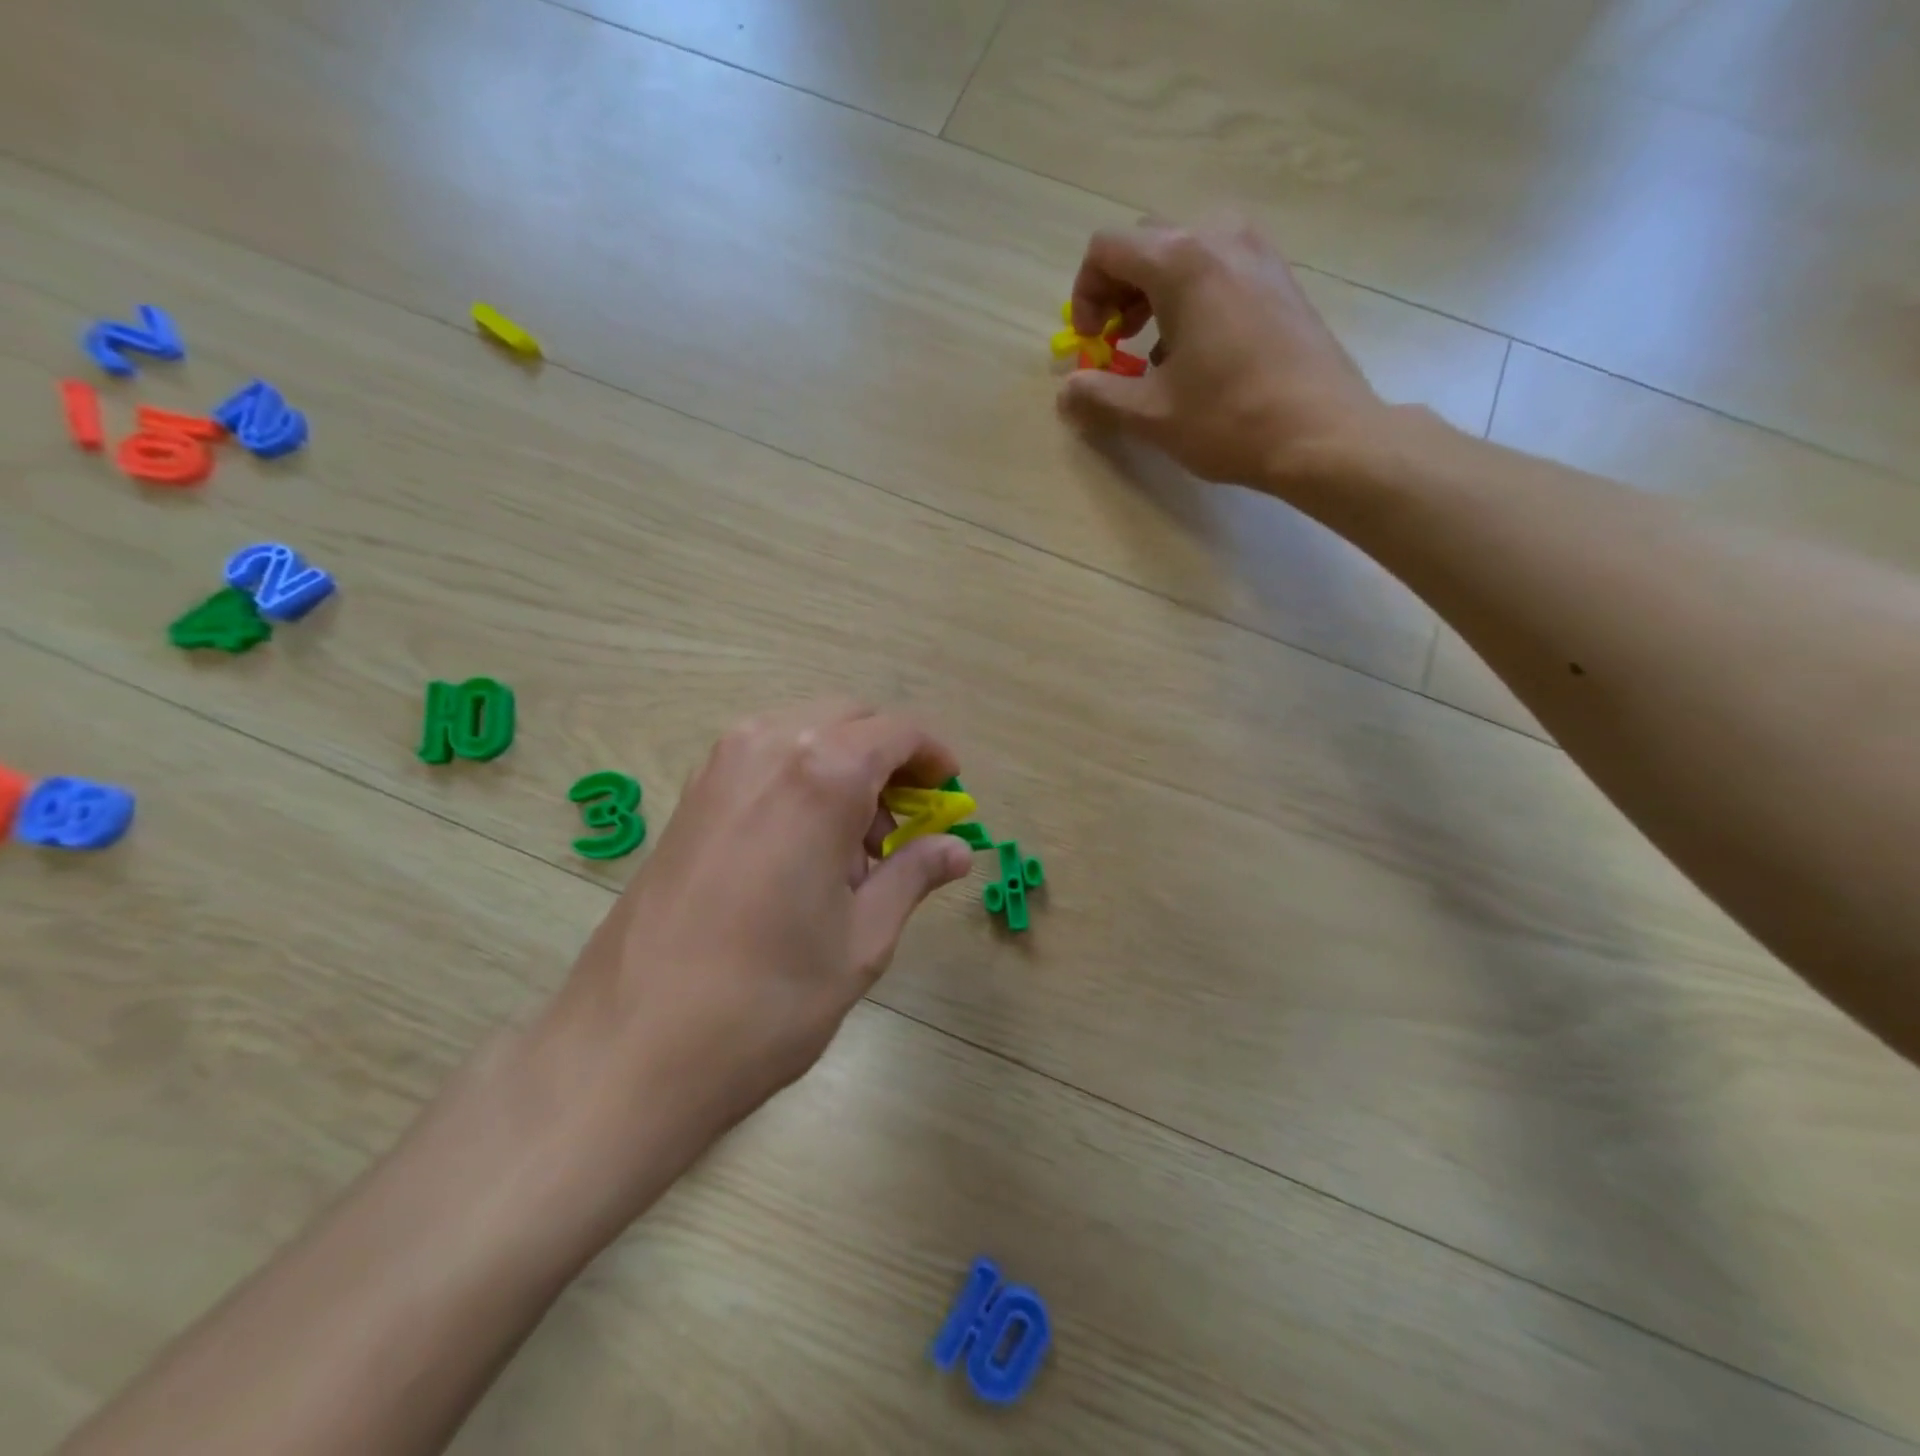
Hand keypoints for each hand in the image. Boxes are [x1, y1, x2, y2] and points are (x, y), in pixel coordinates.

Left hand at [530, 701, 972, 1220]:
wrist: (631, 1047)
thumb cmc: (768, 997)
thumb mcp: (862, 938)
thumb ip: (913, 876)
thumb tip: (956, 849)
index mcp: (821, 774)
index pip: (897, 731)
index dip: (934, 755)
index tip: (950, 790)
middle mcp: (767, 747)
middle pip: (850, 719)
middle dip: (889, 757)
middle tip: (906, 823)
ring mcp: (719, 767)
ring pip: (805, 733)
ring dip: (844, 766)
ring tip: (854, 846)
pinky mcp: (691, 796)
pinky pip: (765, 758)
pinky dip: (801, 778)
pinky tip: (803, 847)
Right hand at [1057, 219, 1387, 492]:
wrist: (1322, 434)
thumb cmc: (1230, 420)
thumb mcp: (1151, 415)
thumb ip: (1098, 396)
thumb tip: (1067, 391)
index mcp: (1182, 263)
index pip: (1108, 249)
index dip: (1085, 295)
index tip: (1092, 344)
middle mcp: (1221, 240)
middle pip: (1146, 244)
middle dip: (1117, 293)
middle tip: (1114, 345)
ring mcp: (1258, 254)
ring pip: (1185, 254)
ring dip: (1153, 296)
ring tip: (1152, 354)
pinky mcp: (1281, 279)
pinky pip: (1220, 270)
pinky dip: (1192, 299)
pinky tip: (1196, 354)